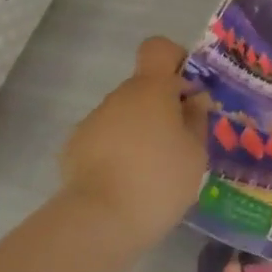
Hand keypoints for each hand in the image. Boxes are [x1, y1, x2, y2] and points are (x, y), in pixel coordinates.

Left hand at [56, 36, 208, 251]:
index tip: (188, 90)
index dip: (174, 60)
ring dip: (140, 131)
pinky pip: (104, 139)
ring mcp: (92, 121)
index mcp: (151, 88)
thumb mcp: (196, 153)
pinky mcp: (73, 149)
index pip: (158, 48)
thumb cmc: (159, 181)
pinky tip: (125, 183)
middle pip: (144, 87)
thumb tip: (195, 100)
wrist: (98, 223)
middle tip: (180, 142)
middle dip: (162, 107)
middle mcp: (119, 96)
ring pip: (124, 114)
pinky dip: (117, 152)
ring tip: (152, 171)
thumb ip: (197, 120)